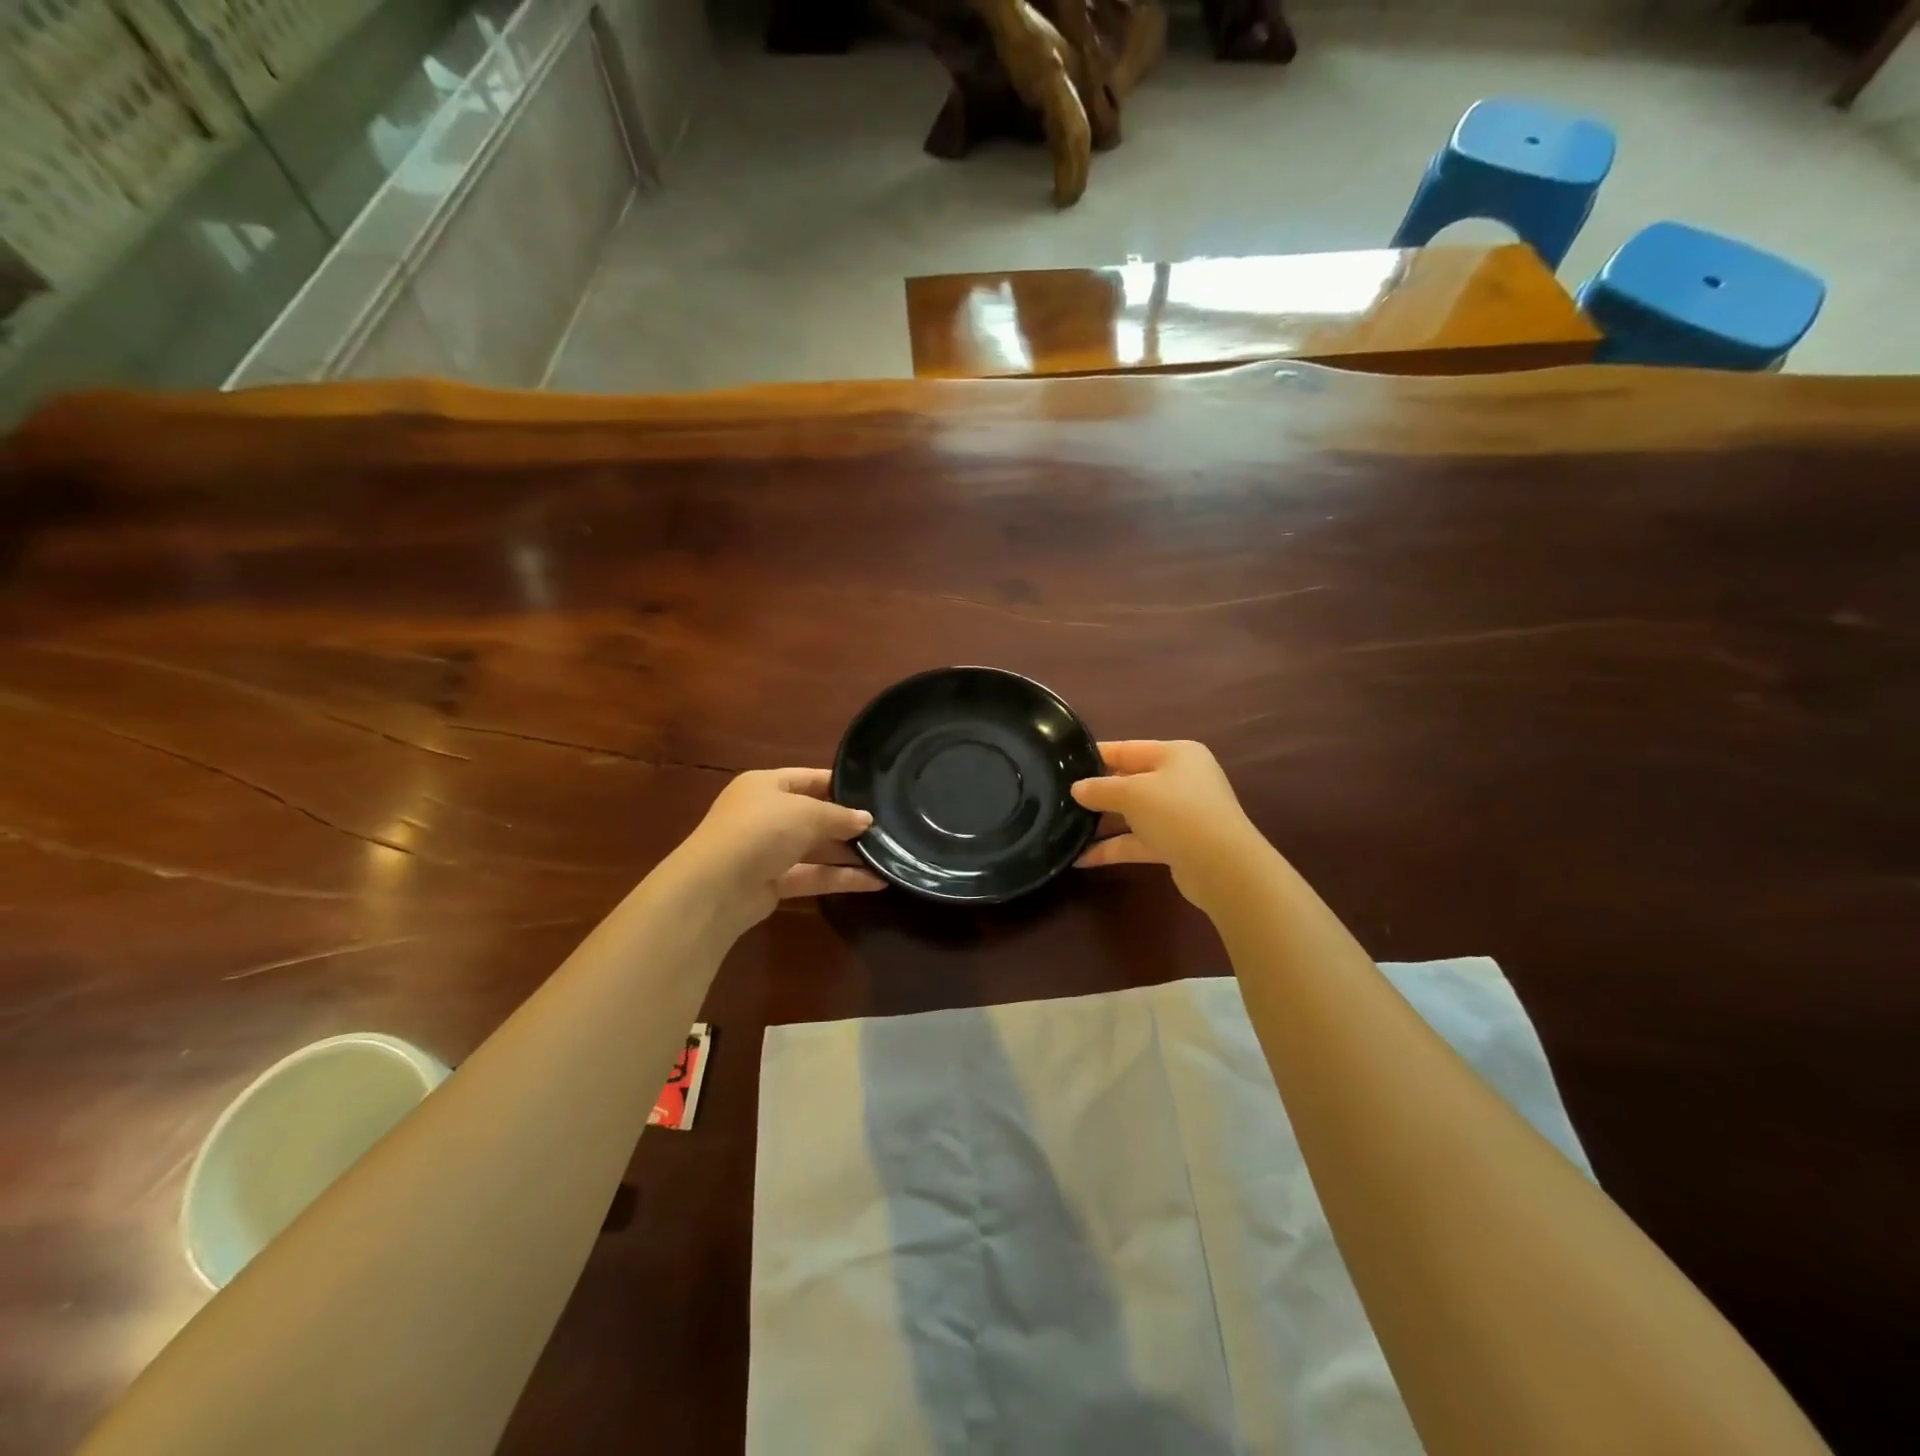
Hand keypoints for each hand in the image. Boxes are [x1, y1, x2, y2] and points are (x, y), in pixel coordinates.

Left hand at [668, 768, 883, 932]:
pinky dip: (840, 878)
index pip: (809, 779)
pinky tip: (874, 881)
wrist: (716, 887)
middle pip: (814, 816)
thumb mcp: (806, 813)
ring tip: (888, 856)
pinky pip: (812, 876)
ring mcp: (767, 850)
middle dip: (847, 824)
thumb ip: (840, 816)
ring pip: (815, 849)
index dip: (841, 786)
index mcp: (766, 785)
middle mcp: (765, 814)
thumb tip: (867, 820)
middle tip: (887, 829)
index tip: (874, 794)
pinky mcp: (772, 883)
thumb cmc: (761, 830)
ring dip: (848, 854)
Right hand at [1072, 740, 1267, 911]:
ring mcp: (1180, 814)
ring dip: (1102, 823)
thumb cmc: (1177, 812)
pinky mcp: (1177, 844)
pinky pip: (1138, 841)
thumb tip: (1076, 789)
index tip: (1064, 762)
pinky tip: (1081, 858)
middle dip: (1097, 792)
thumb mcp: (1132, 793)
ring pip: (1133, 814)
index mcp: (1176, 755)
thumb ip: (1100, 789)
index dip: (1096, 755)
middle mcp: (1181, 780)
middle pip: (1130, 781)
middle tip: (1059, 797)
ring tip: (1065, 828)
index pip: (1127, 749)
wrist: (1223, 867)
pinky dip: (1113, 848)